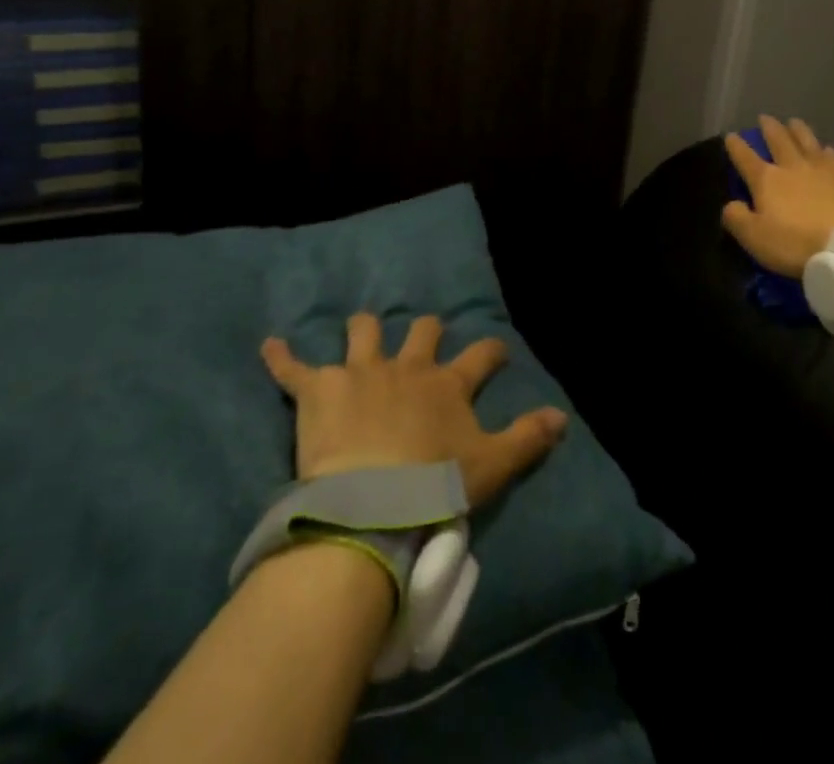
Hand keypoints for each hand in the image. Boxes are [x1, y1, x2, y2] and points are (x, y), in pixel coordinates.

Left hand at [260, 314, 568, 507]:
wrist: (370, 503)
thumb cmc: (433, 486)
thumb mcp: (491, 466)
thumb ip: (528, 438)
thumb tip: (563, 416)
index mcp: (447, 384)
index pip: (481, 355)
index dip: (491, 351)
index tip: (497, 350)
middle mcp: (407, 367)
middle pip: (422, 330)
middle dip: (425, 330)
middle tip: (425, 337)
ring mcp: (361, 372)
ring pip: (364, 332)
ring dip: (363, 331)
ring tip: (361, 331)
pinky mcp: (319, 389)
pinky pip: (294, 367)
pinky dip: (282, 356)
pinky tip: (270, 345)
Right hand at [722, 115, 833, 277]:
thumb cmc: (798, 243)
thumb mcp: (756, 238)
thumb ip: (737, 219)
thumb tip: (730, 204)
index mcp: (767, 180)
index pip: (746, 158)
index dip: (736, 146)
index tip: (730, 135)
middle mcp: (793, 167)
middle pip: (779, 141)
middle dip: (769, 129)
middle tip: (764, 118)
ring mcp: (822, 169)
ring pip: (807, 141)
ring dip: (798, 130)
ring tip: (793, 122)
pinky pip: (832, 157)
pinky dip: (825, 150)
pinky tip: (827, 149)